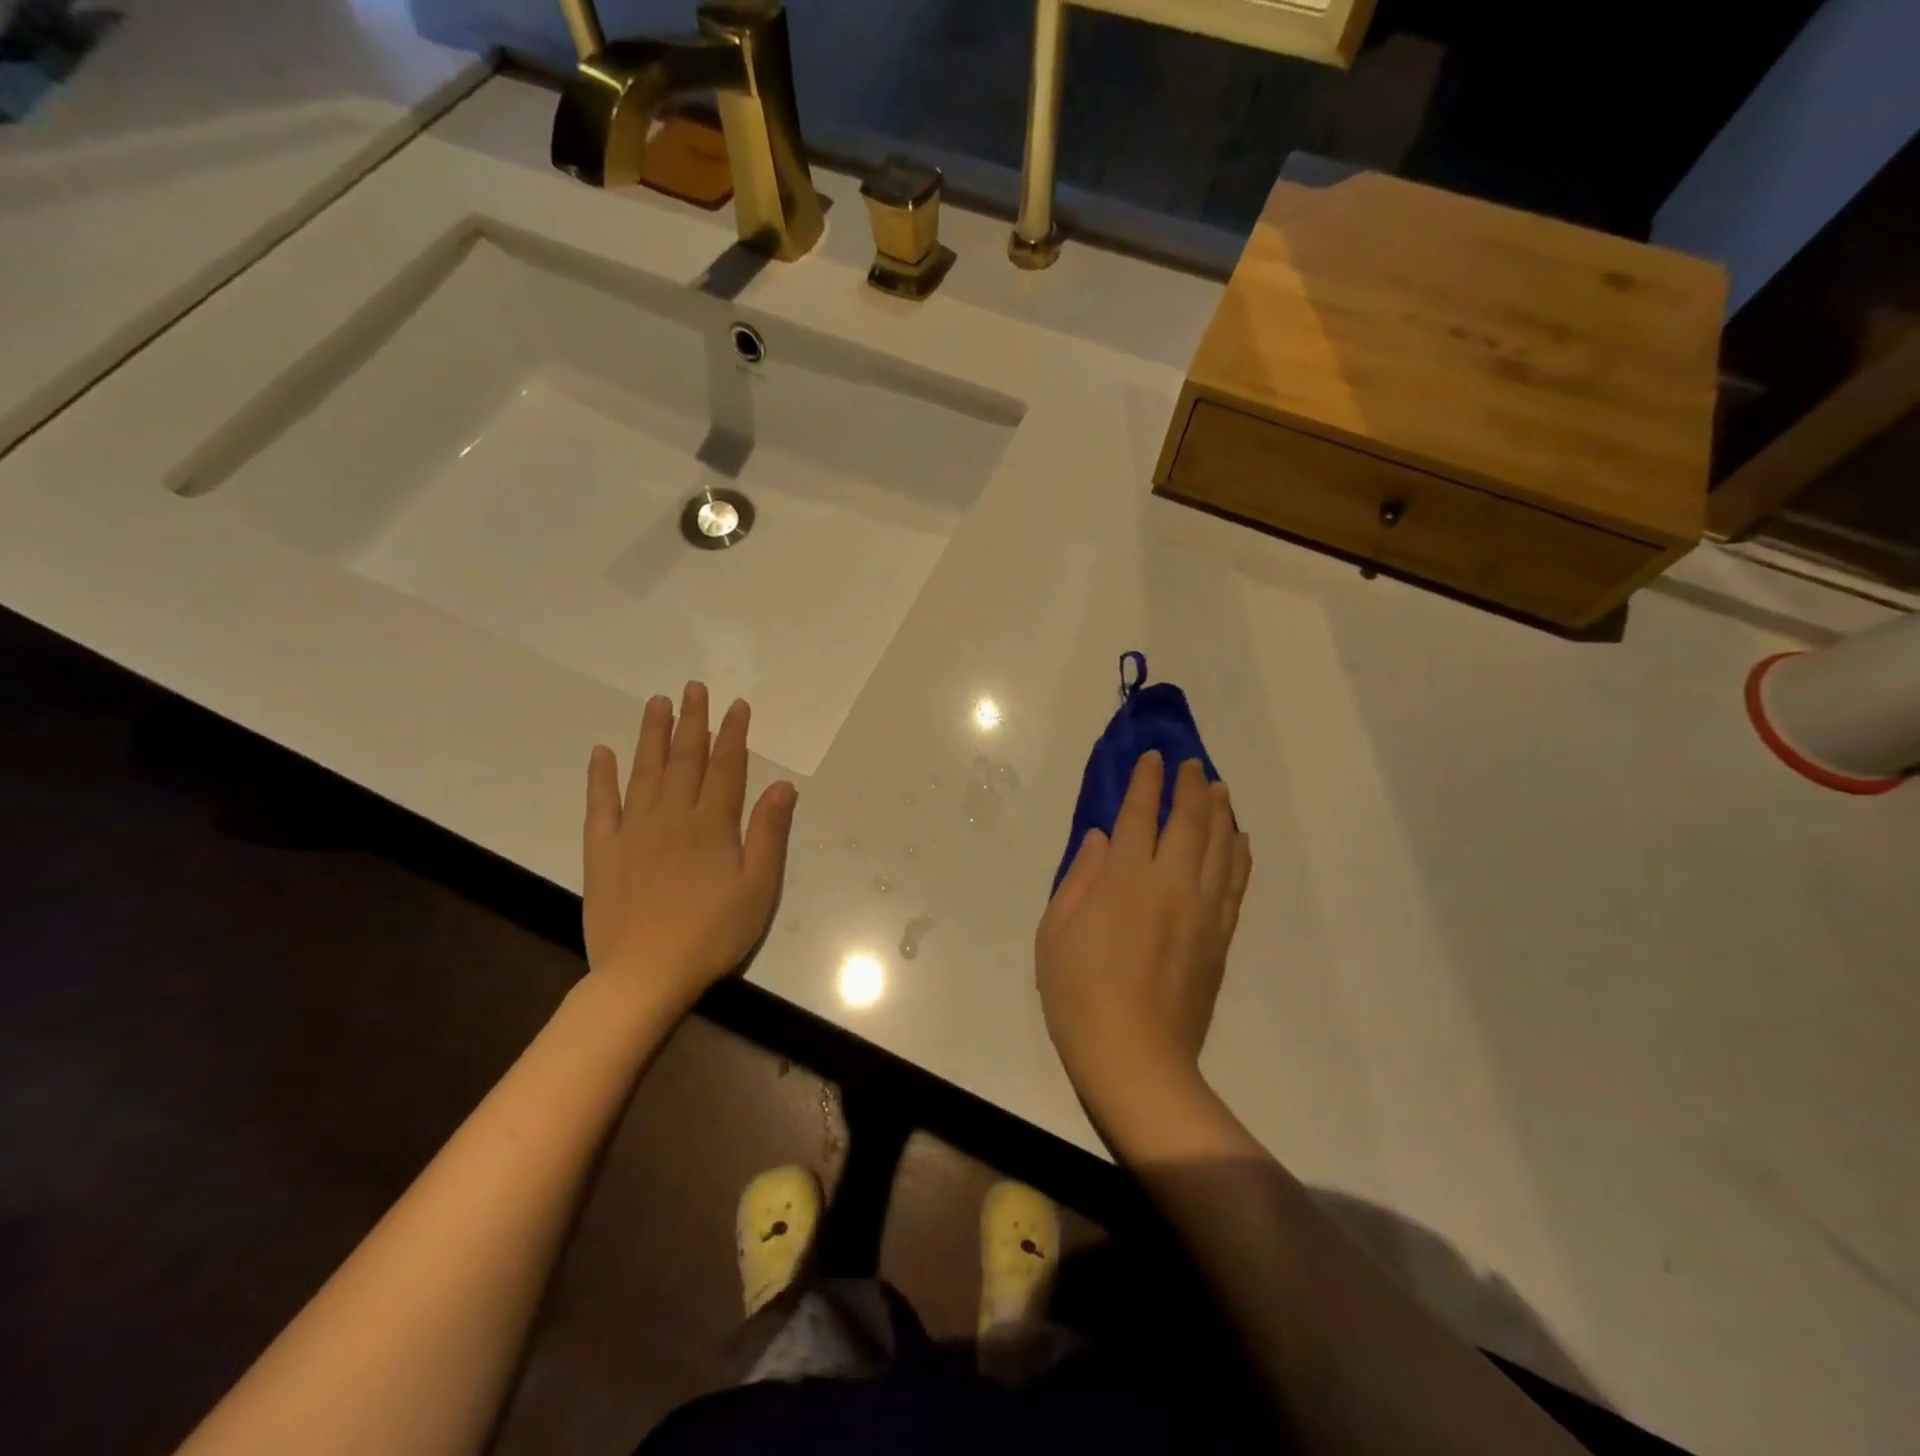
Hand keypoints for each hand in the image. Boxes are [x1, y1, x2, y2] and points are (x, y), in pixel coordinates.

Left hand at [583, 682, 796, 1017]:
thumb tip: (782, 785)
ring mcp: (633, 830)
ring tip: (657, 703)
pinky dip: (601, 776)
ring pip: (645, 771)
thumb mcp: (758, 887)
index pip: (726, 767)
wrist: (645, 974)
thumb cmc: (713, 933)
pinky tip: (603, 752)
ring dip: (652, 735)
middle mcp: (673, 816)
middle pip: (685, 759)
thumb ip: (769, 833)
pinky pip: (601, 804)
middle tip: (694, 688)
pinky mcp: (603, 850)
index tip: (736, 705)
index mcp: (713, 825)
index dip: (733, 734)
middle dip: (692, 721)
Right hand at [1036, 752, 1251, 1121]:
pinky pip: (1236, 884)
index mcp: (1126, 880)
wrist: (1135, 1058)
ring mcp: (1203, 910)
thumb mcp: (1056, 933)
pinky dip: (1240, 855)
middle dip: (1189, 787)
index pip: (1140, 816)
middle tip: (1191, 764)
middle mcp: (1171, 884)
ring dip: (1219, 812)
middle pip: (1188, 822)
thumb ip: (1080, 878)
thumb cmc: (1079, 994)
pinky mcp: (1220, 937)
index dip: (1146, 783)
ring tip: (1218, 788)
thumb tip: (1103, 838)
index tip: (1152, 758)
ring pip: (1219, 847)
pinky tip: (1240, 839)